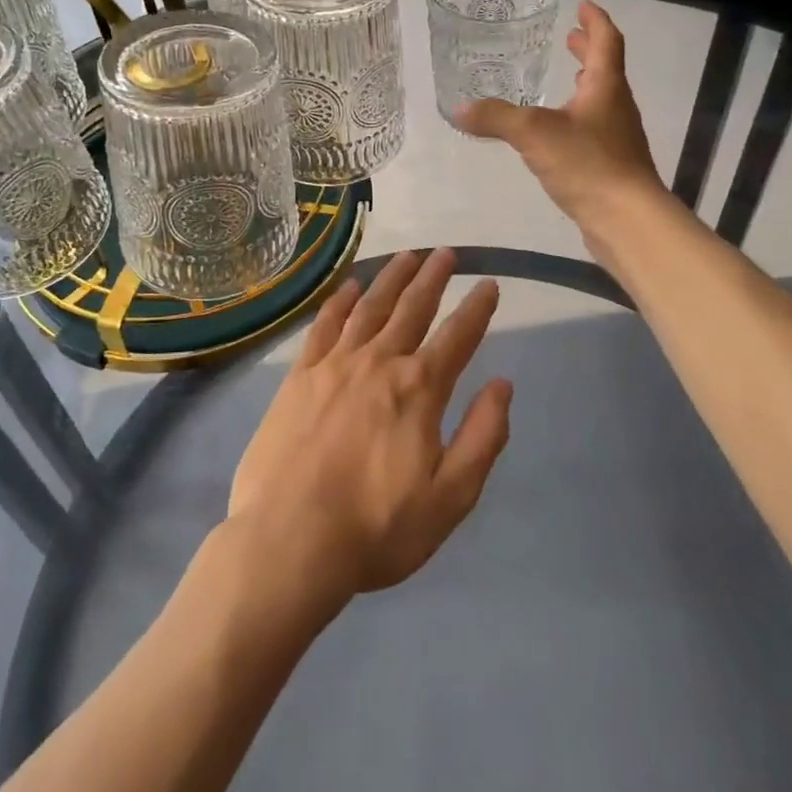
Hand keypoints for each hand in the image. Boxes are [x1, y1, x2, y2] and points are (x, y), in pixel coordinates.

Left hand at [228, 250, 511, 605]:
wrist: (289, 539)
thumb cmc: (377, 527)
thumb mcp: (450, 497)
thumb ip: (483, 437)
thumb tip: (503, 385)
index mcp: (419, 389)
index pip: (458, 337)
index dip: (477, 309)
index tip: (490, 284)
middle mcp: (379, 362)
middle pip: (412, 308)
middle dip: (433, 278)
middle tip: (446, 252)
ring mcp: (335, 364)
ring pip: (370, 307)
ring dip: (392, 278)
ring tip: (408, 255)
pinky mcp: (300, 376)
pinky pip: (325, 325)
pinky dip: (340, 302)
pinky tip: (350, 287)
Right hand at [457, 0, 664, 225]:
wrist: (627, 220)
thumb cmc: (588, 164)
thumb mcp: (534, 134)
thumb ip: (495, 118)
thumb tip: (457, 108)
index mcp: (606, 87)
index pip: (606, 41)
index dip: (595, 20)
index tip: (582, 5)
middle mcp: (616, 107)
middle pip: (606, 68)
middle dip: (587, 50)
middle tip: (568, 38)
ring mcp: (617, 137)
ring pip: (601, 100)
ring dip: (585, 83)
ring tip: (566, 79)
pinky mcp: (612, 165)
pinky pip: (594, 128)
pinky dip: (577, 116)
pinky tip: (557, 132)